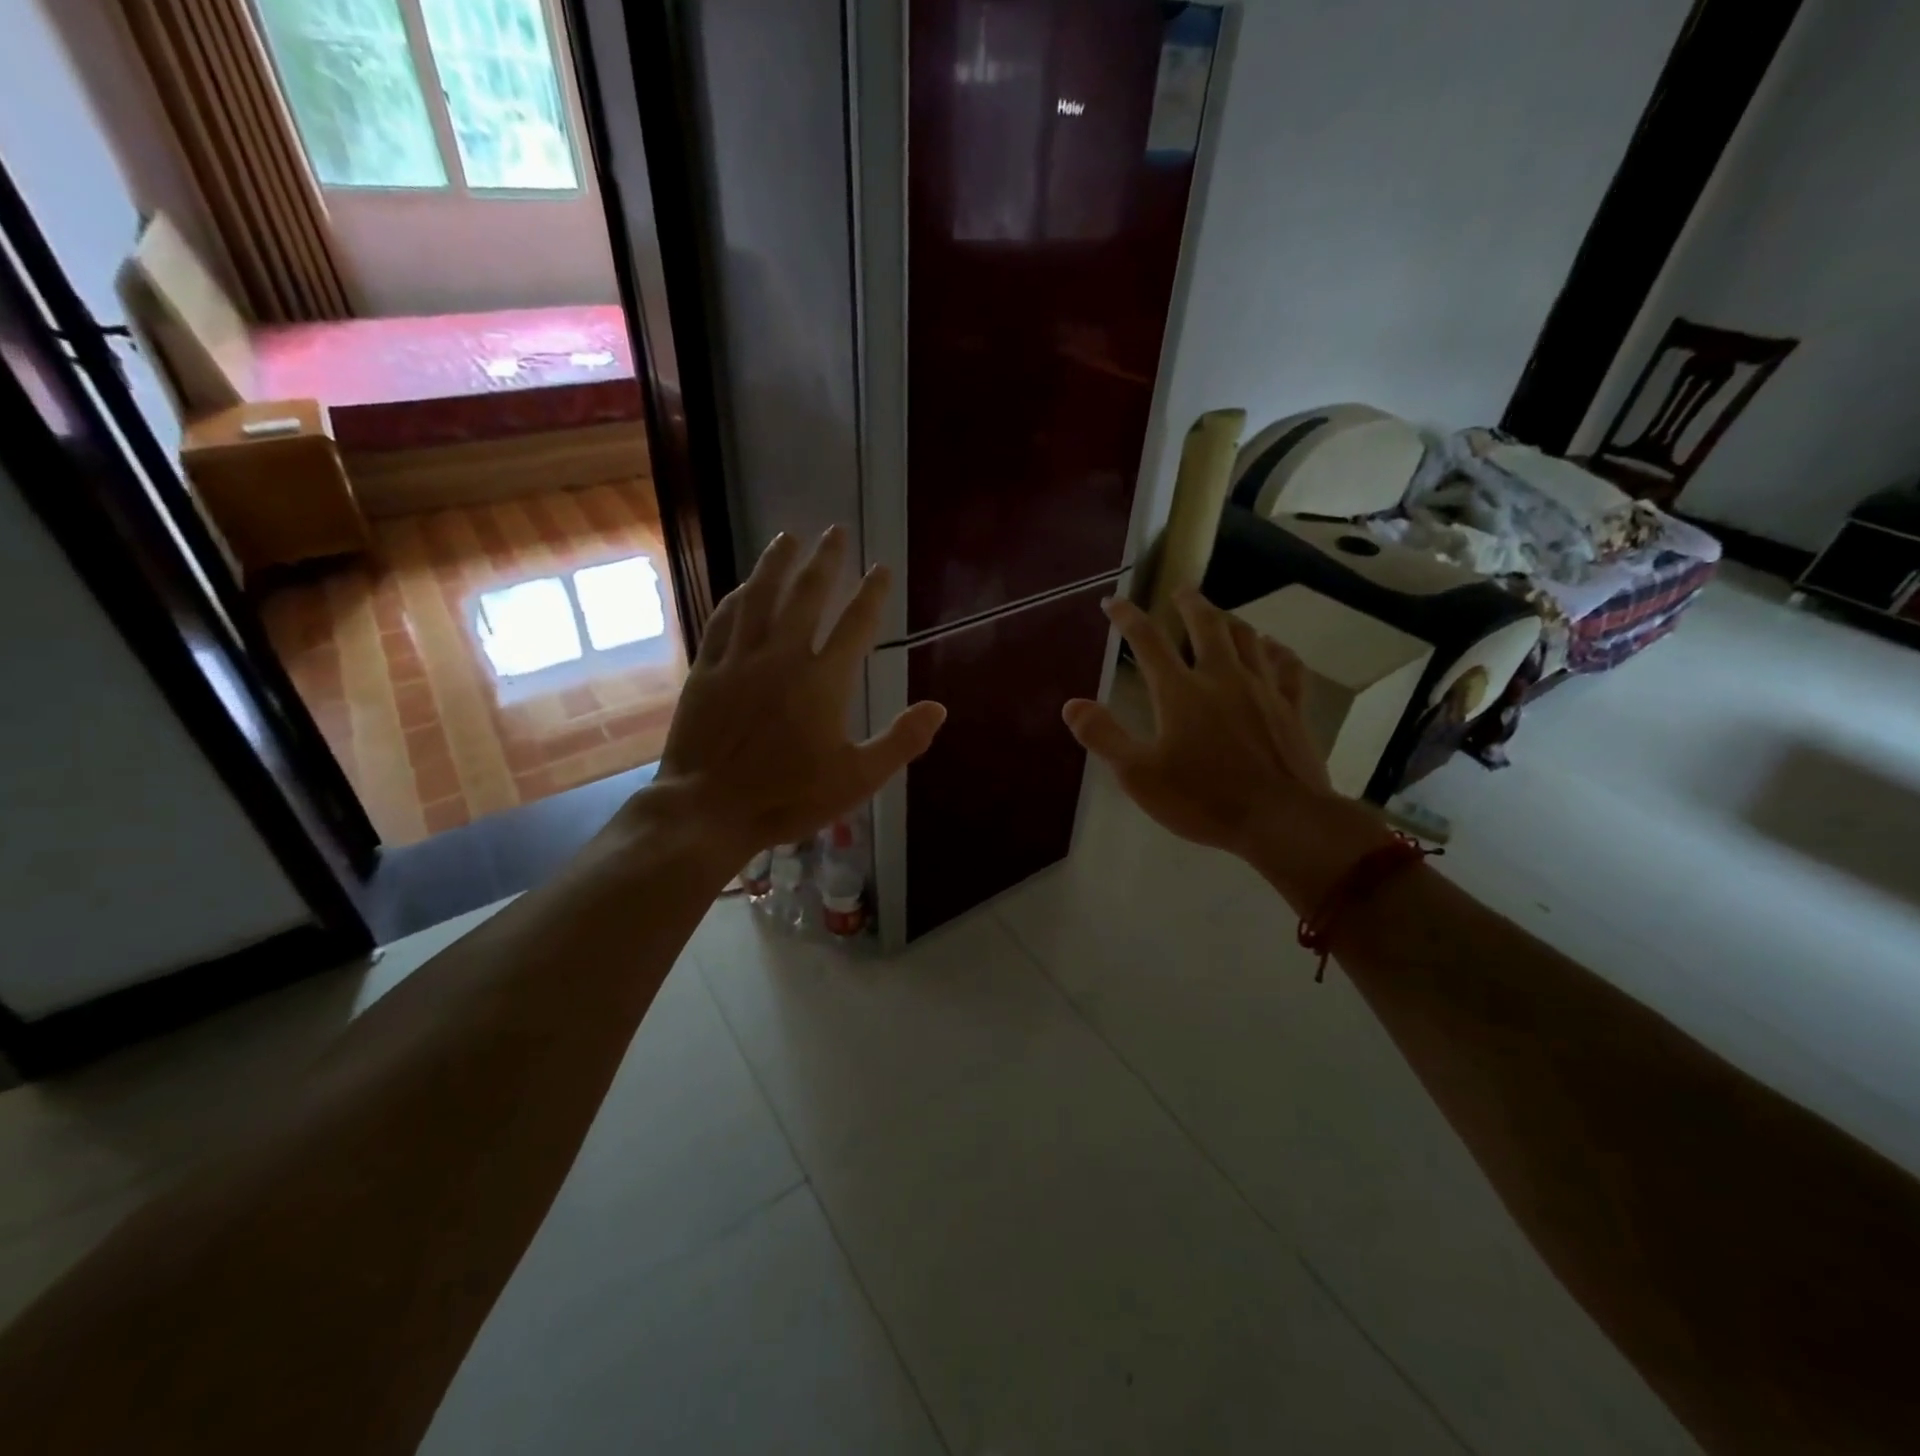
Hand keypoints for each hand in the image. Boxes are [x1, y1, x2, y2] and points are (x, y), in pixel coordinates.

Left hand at [639, 527, 946, 868]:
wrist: (708, 809)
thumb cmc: (788, 797)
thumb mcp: (857, 779)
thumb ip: (900, 741)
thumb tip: (939, 708)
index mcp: (823, 681)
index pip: (856, 624)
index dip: (872, 593)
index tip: (882, 568)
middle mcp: (782, 657)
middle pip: (807, 595)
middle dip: (825, 561)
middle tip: (835, 532)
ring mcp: (740, 660)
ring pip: (761, 597)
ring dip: (776, 564)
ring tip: (788, 537)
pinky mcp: (707, 671)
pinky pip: (724, 622)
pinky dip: (737, 599)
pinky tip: (744, 586)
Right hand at [1061, 591, 1390, 907]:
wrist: (1281, 819)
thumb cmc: (1203, 799)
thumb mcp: (1139, 775)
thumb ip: (1103, 736)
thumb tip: (1072, 704)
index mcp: (1180, 691)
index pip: (1147, 641)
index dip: (1127, 617)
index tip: (1114, 602)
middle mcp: (1221, 677)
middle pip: (1206, 625)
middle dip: (1189, 604)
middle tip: (1180, 591)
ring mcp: (1262, 689)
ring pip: (1247, 637)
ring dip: (1229, 620)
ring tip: (1220, 615)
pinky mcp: (1291, 707)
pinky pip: (1287, 666)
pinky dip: (1277, 651)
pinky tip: (1273, 647)